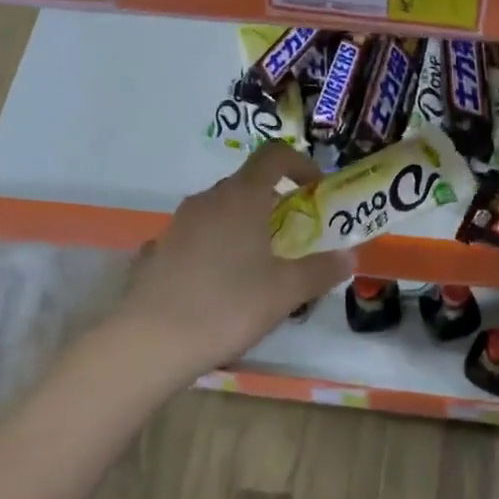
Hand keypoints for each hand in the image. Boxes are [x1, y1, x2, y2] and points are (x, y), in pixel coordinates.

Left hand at [112, 144, 353, 388]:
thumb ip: (322, 270)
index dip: (300, 164)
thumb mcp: (286, 291)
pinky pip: (198, 237)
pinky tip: (221, 284)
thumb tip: (348, 257)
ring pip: (221, 211)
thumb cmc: (228, 306)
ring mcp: (178, 224)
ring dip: (245, 225)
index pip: (274, 155)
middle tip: (294, 235)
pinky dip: (217, 247)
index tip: (316, 190)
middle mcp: (208, 200)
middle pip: (248, 184)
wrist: (149, 343)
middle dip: (275, 202)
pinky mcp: (159, 251)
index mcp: (242, 196)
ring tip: (260, 265)